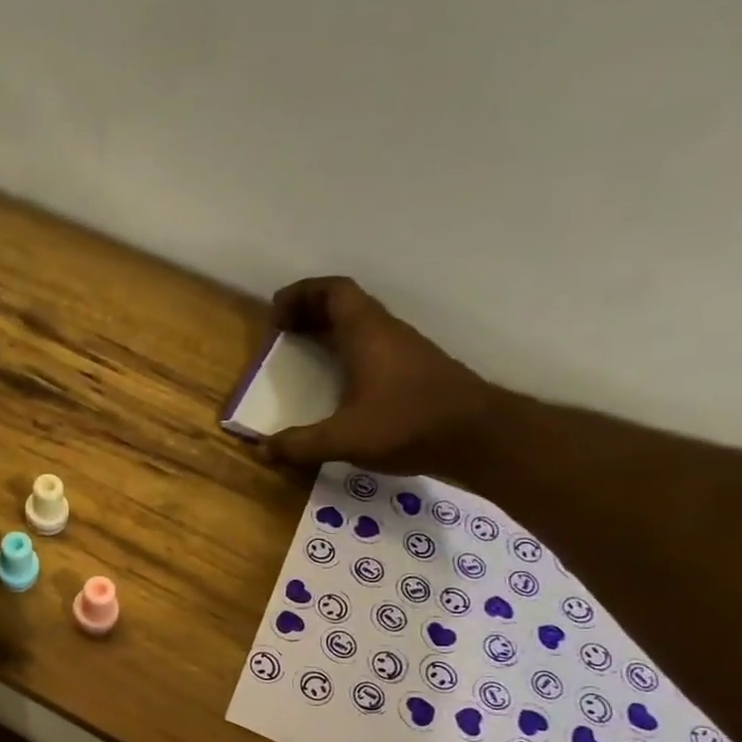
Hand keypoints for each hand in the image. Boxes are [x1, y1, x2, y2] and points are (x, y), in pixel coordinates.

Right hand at [262, 277, 506, 475]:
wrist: (480, 436)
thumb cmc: (408, 425)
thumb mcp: (344, 439)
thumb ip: (299, 445)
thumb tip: (262, 450)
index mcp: (367, 334)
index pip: (333, 291)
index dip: (301, 293)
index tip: (275, 313)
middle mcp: (387, 333)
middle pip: (346, 305)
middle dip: (310, 311)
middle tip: (282, 331)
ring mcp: (406, 351)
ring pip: (362, 325)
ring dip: (331, 331)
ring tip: (305, 351)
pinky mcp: (416, 372)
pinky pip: (374, 346)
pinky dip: (349, 351)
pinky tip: (340, 382)